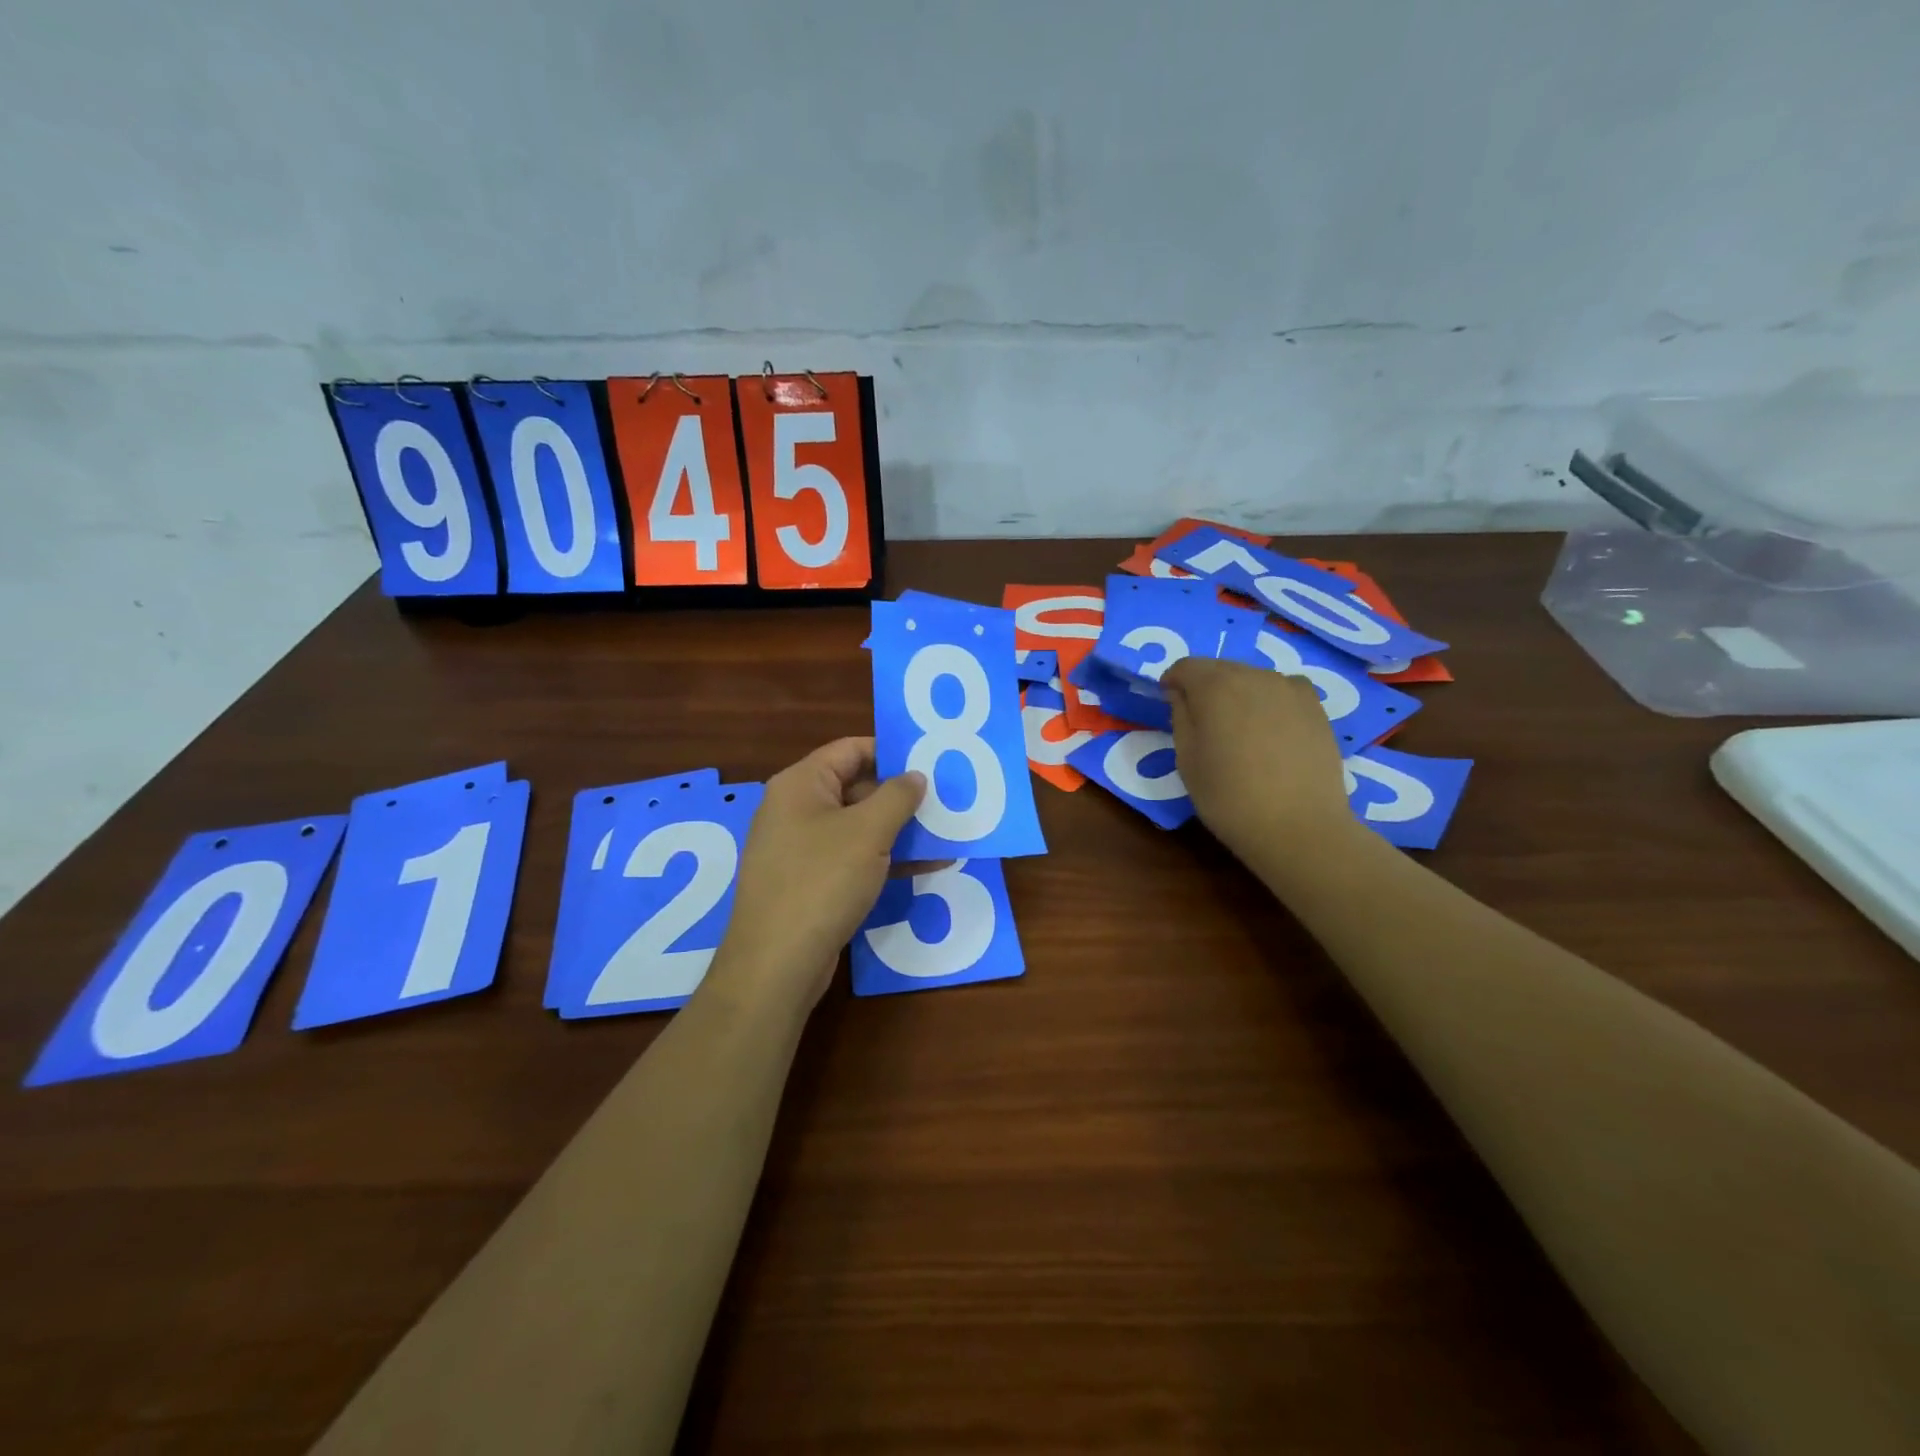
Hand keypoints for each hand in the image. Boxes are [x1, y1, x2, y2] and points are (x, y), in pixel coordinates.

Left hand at [708, 738, 925, 1011]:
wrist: (777, 964)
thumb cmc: (822, 881)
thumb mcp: (868, 832)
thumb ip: (897, 796)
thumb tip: (915, 776)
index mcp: (801, 784)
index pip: (850, 750)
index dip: (891, 751)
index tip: (931, 761)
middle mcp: (796, 809)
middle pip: (856, 787)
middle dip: (902, 796)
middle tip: (946, 800)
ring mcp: (801, 848)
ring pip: (858, 827)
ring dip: (900, 830)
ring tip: (946, 833)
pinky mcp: (810, 883)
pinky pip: (853, 858)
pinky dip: (886, 859)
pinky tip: (927, 867)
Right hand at [1162, 656, 1356, 861]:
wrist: (1299, 827)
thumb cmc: (1229, 797)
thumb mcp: (1187, 760)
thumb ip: (1180, 717)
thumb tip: (1182, 694)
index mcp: (1215, 686)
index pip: (1186, 667)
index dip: (1173, 682)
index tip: (1168, 702)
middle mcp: (1253, 676)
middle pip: (1220, 668)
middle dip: (1205, 686)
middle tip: (1201, 719)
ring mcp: (1289, 688)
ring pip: (1252, 678)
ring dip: (1238, 693)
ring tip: (1237, 728)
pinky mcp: (1315, 706)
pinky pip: (1282, 690)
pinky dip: (1269, 700)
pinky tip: (1270, 728)